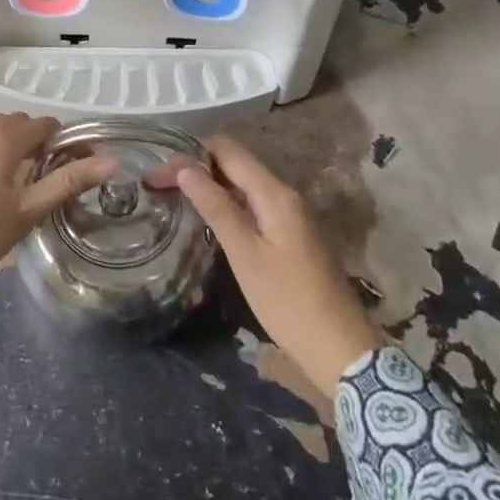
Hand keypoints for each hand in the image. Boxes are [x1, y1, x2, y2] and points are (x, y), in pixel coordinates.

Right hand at [176, 134, 383, 395]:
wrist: (341, 349)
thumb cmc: (288, 302)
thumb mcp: (245, 255)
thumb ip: (216, 207)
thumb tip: (184, 168)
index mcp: (275, 193)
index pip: (228, 150)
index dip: (191, 153)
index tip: (159, 169)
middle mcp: (284, 194)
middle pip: (235, 163)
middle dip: (197, 167)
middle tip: (159, 184)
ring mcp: (290, 214)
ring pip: (243, 183)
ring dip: (210, 184)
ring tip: (175, 196)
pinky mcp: (291, 233)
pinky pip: (253, 203)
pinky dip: (227, 203)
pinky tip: (207, 217)